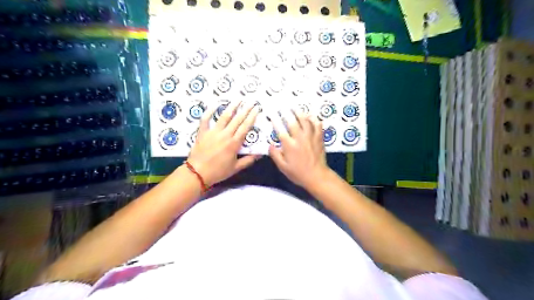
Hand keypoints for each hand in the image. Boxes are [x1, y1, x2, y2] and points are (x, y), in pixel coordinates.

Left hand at [187, 100, 262, 184]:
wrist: (198, 173)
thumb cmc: (218, 171)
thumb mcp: (236, 168)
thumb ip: (248, 160)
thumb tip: (260, 154)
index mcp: (234, 143)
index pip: (245, 127)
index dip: (252, 117)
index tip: (257, 109)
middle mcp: (225, 135)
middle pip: (237, 119)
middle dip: (245, 109)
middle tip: (251, 101)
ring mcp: (213, 132)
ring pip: (224, 116)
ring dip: (232, 107)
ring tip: (238, 99)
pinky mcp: (203, 132)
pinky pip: (205, 119)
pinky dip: (209, 111)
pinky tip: (215, 105)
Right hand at [272, 111, 330, 188]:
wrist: (317, 176)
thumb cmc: (298, 173)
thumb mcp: (283, 167)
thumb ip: (275, 155)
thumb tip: (269, 145)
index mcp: (289, 146)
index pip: (280, 129)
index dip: (275, 120)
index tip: (271, 114)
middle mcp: (300, 138)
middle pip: (292, 121)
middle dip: (286, 112)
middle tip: (282, 106)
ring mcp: (311, 137)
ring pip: (305, 120)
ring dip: (299, 112)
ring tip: (294, 107)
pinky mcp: (319, 138)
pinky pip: (317, 125)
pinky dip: (313, 118)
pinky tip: (310, 115)